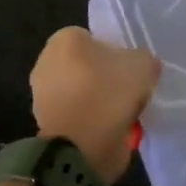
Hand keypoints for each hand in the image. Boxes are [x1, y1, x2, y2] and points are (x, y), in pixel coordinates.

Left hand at [30, 28, 162, 183]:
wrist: (81, 147)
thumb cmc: (107, 93)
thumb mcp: (142, 65)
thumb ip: (143, 59)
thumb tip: (142, 66)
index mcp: (64, 39)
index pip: (94, 39)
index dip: (116, 53)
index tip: (131, 71)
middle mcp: (46, 62)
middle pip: (87, 67)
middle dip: (106, 78)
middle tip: (130, 92)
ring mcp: (42, 96)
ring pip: (83, 93)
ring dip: (101, 103)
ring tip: (125, 115)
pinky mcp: (46, 125)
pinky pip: (79, 117)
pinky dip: (94, 123)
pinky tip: (113, 131)